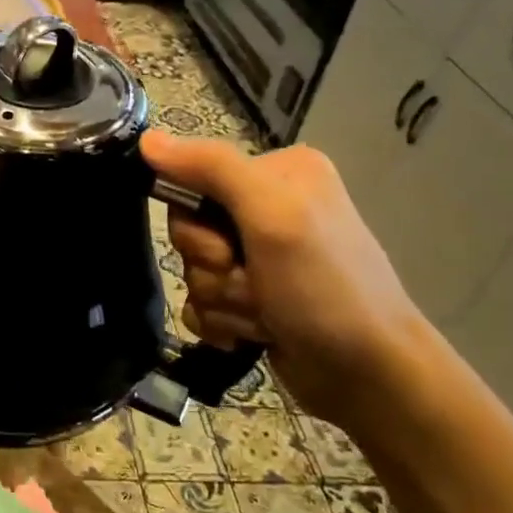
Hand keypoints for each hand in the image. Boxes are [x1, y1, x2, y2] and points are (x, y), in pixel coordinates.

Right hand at [141, 131, 429, 427]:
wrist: (366, 375)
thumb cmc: (323, 288)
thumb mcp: (271, 215)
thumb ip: (211, 169)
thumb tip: (146, 138)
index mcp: (277, 174)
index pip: (193, 180)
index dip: (197, 223)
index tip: (227, 249)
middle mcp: (268, 208)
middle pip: (189, 231)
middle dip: (213, 269)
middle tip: (254, 285)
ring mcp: (260, 258)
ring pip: (194, 272)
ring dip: (222, 301)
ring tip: (263, 316)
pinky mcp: (253, 298)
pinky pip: (201, 303)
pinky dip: (221, 323)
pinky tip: (251, 335)